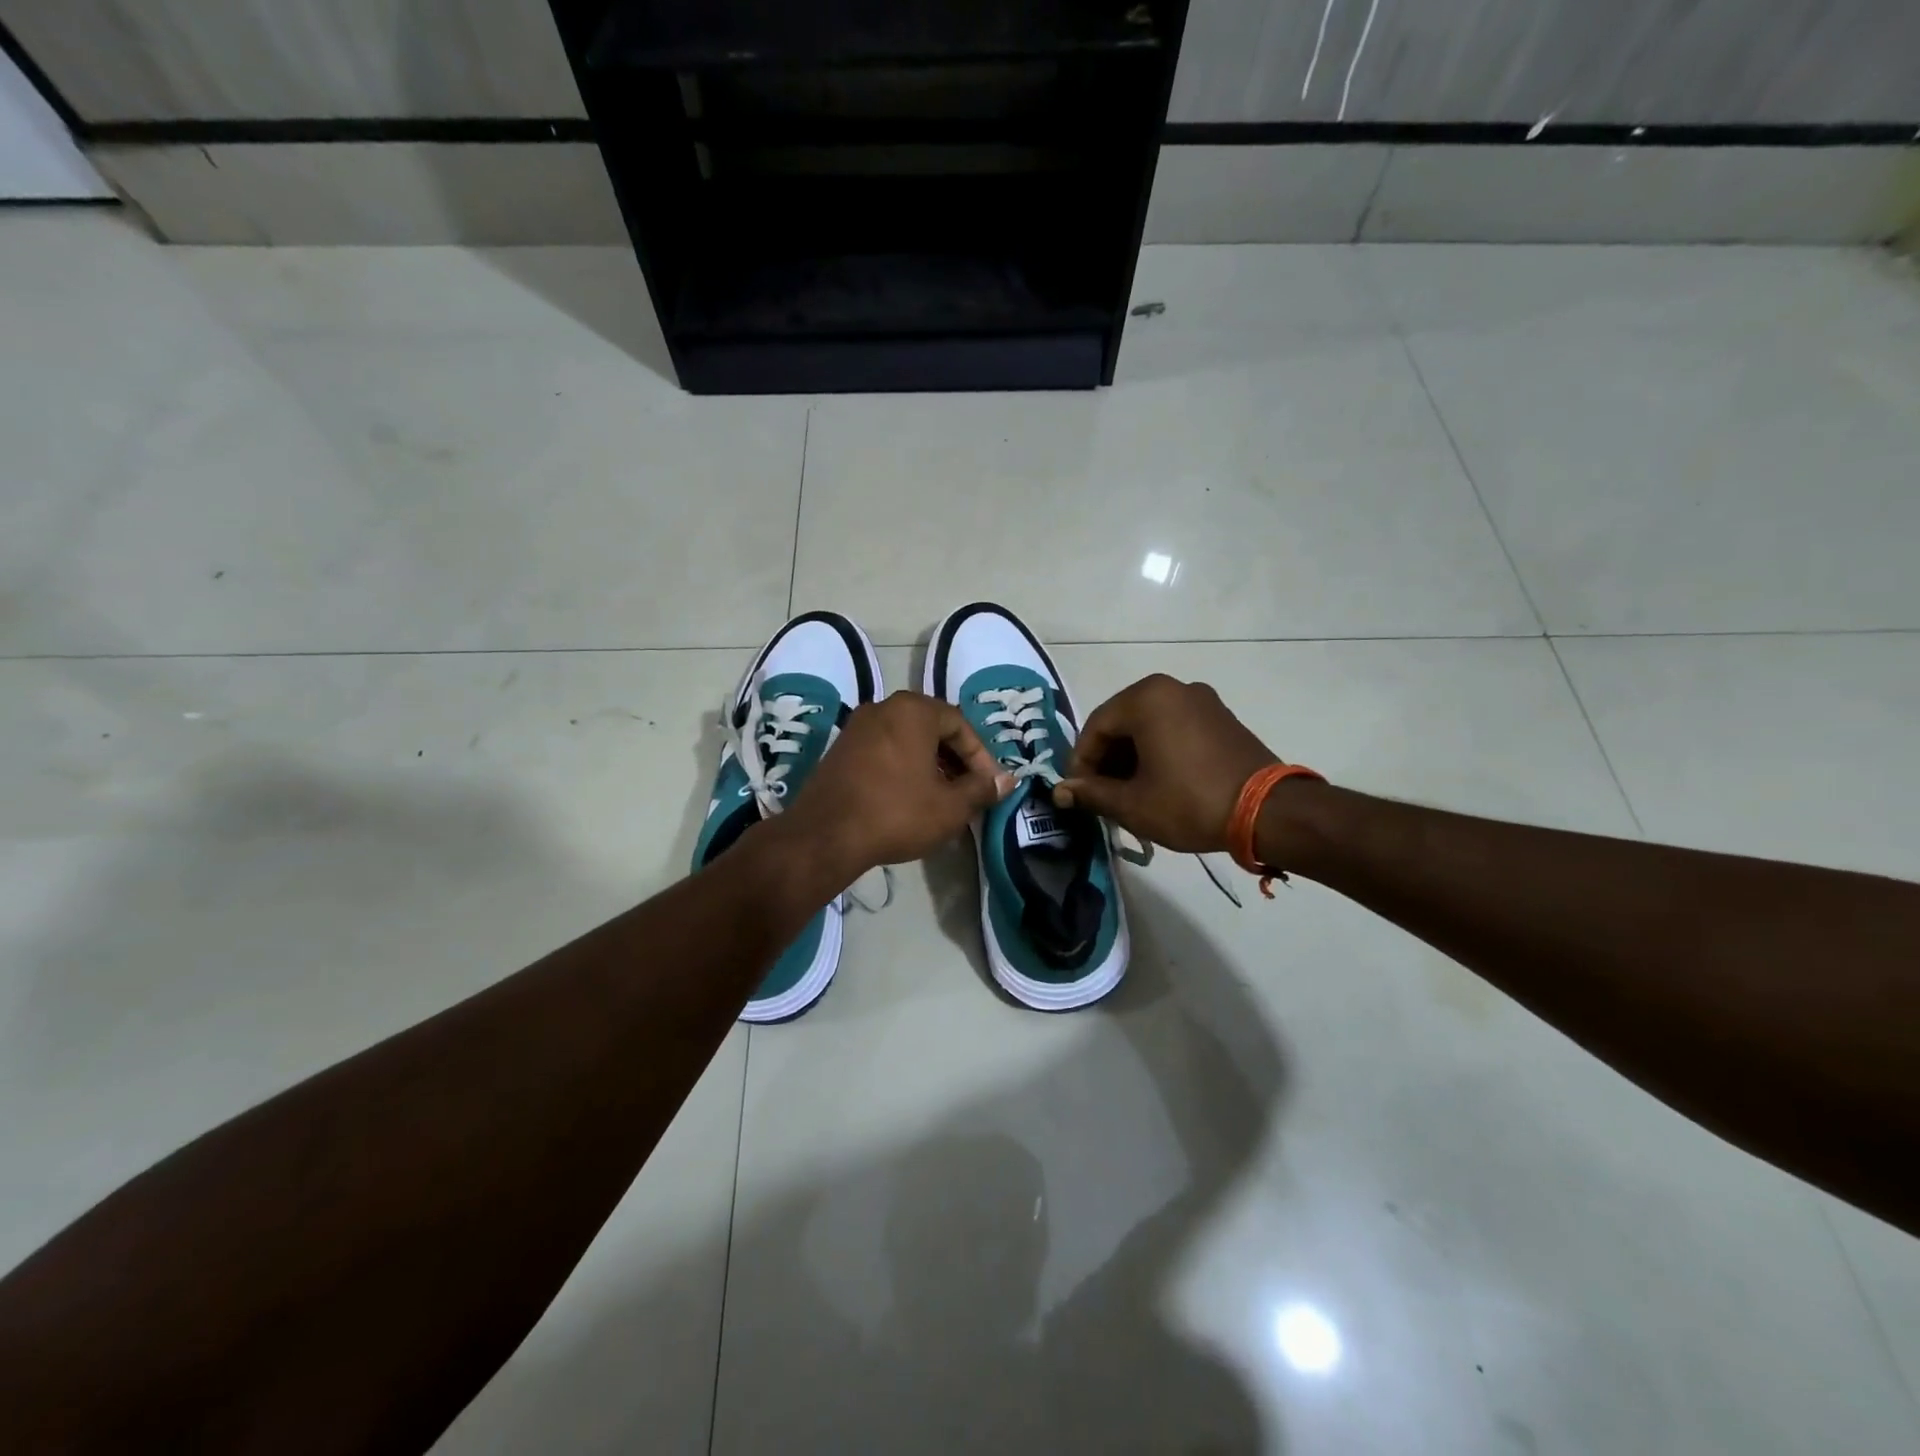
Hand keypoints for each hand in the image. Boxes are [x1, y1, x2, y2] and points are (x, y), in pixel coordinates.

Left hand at [786, 691, 1012, 874]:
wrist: (825, 835)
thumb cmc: (896, 813)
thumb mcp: (950, 806)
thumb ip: (982, 789)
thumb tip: (1008, 780)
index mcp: (913, 710)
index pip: (960, 724)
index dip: (980, 756)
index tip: (989, 785)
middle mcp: (883, 708)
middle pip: (932, 728)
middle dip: (955, 759)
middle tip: (968, 790)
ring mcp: (857, 727)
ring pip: (907, 739)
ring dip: (930, 764)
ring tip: (943, 796)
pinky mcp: (840, 749)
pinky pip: (884, 749)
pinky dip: (903, 767)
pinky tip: (909, 797)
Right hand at [1055, 675, 1282, 852]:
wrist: (1268, 812)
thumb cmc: (1189, 802)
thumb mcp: (1132, 804)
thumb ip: (1091, 793)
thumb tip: (1060, 791)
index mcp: (1146, 698)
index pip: (1096, 727)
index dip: (1080, 762)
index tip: (1077, 792)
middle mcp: (1173, 688)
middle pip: (1122, 722)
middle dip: (1107, 760)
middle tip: (1100, 795)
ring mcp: (1202, 700)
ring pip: (1149, 726)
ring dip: (1131, 757)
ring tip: (1127, 794)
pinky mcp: (1221, 717)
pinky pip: (1175, 728)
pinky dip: (1158, 751)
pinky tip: (1157, 782)